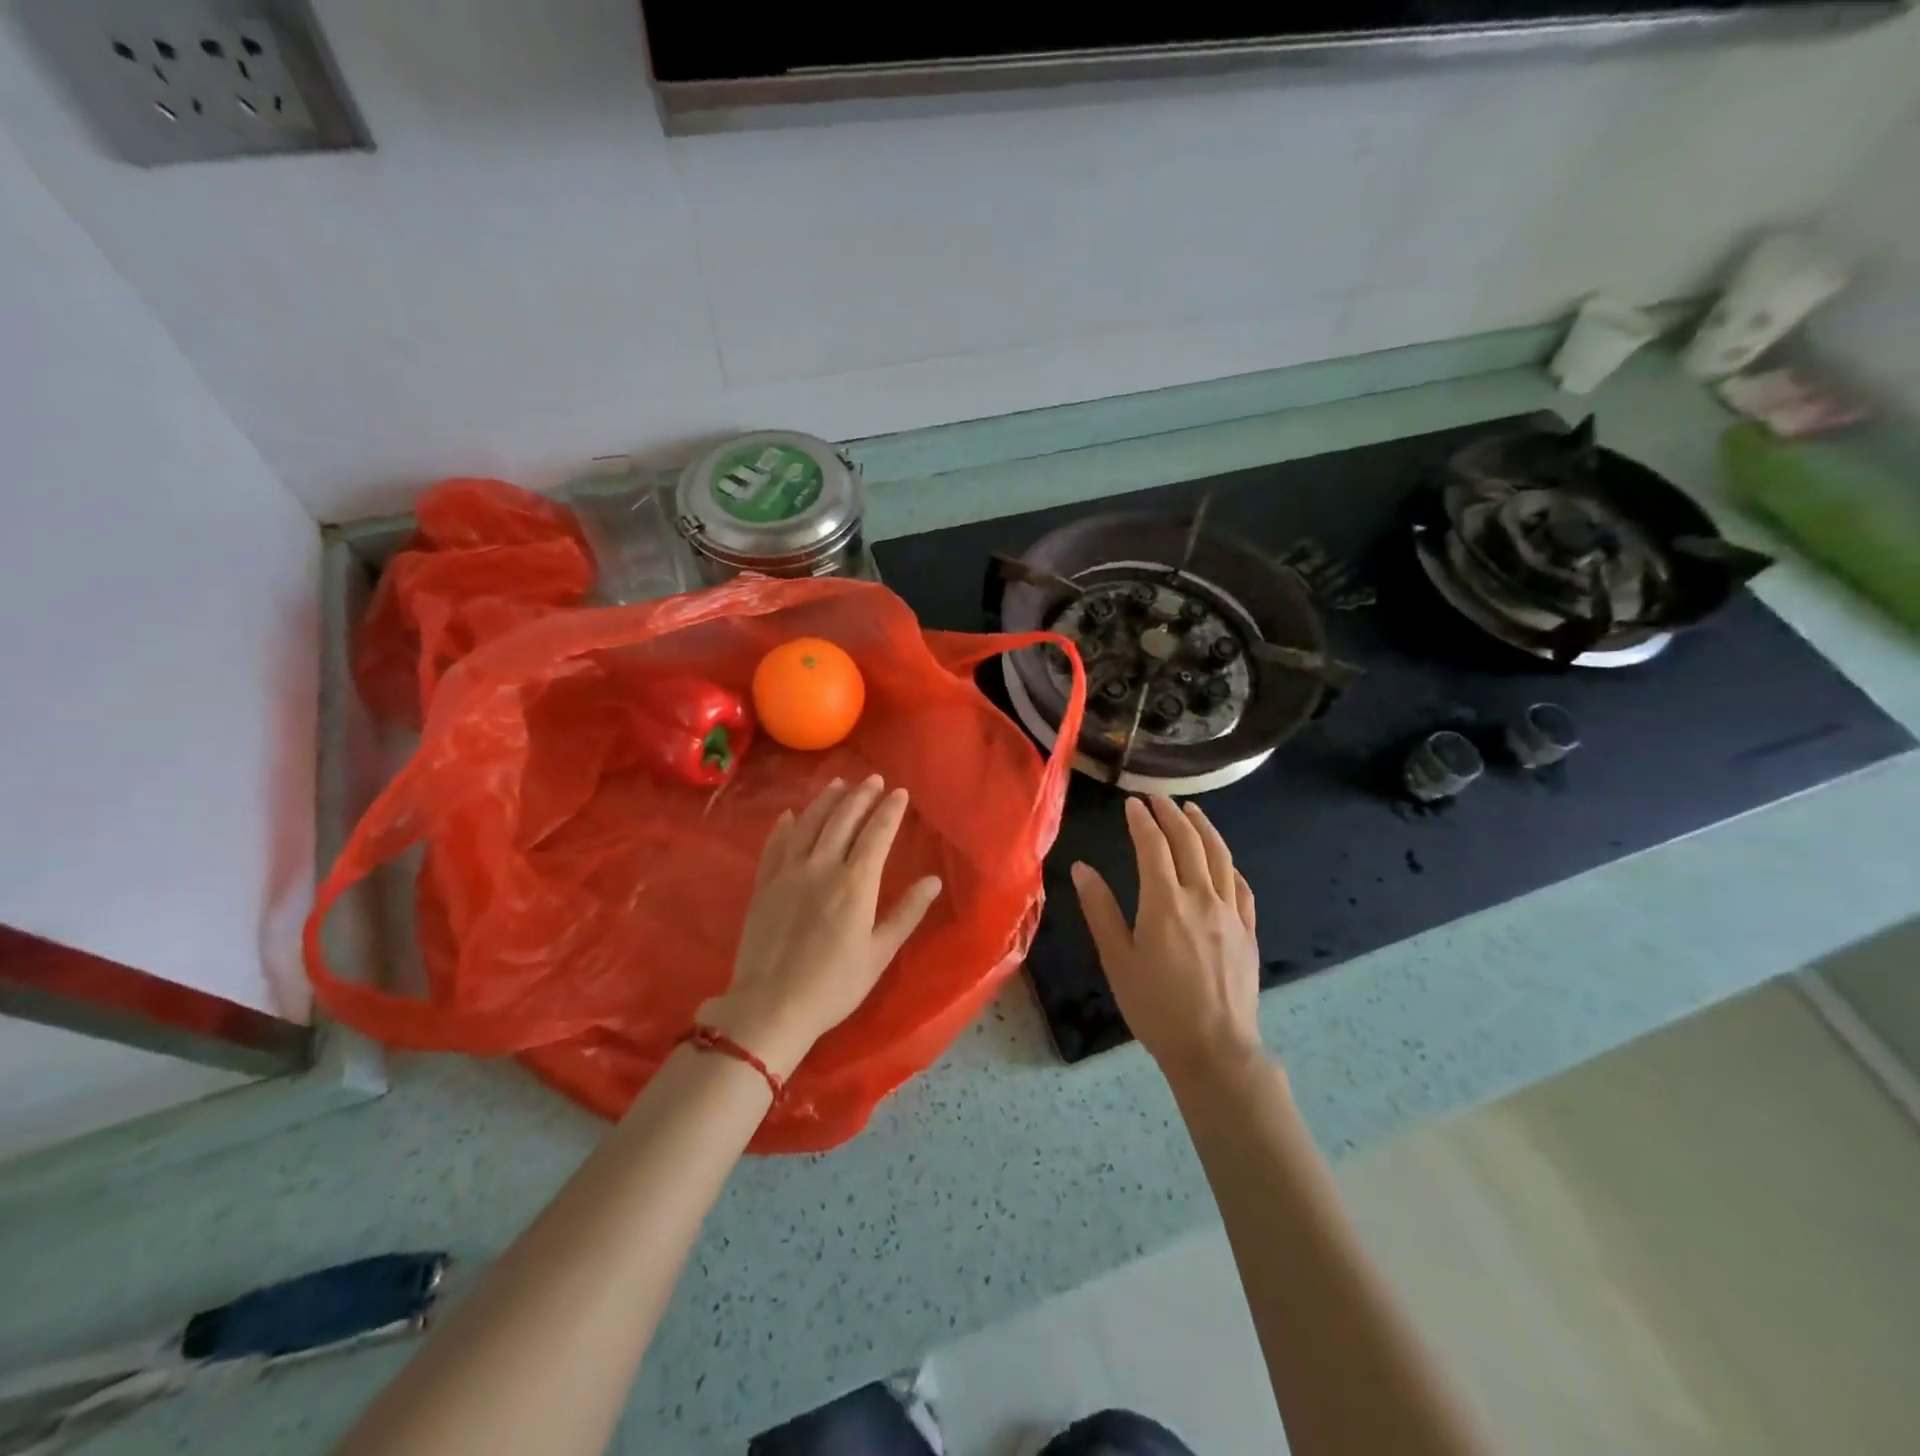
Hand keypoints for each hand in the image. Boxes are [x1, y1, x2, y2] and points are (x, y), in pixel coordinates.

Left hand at [701, 776, 943, 1078]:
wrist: (771, 1006)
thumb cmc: (834, 985)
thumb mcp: (879, 953)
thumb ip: (907, 913)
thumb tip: (933, 881)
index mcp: (855, 883)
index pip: (876, 834)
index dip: (889, 810)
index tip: (899, 792)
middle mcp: (822, 867)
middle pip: (843, 820)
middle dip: (861, 796)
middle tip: (873, 779)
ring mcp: (788, 872)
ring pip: (809, 824)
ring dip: (826, 801)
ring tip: (839, 784)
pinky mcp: (764, 884)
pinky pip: (775, 844)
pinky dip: (785, 825)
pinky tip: (791, 814)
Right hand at [1071, 796, 1263, 1080]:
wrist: (1214, 1049)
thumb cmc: (1155, 1006)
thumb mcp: (1117, 959)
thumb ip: (1100, 910)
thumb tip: (1082, 868)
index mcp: (1164, 902)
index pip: (1153, 846)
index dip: (1141, 821)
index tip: (1132, 803)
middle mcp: (1201, 897)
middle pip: (1189, 842)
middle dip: (1171, 814)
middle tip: (1157, 798)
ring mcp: (1230, 913)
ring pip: (1220, 857)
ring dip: (1205, 828)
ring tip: (1192, 810)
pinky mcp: (1248, 931)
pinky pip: (1241, 887)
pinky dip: (1230, 865)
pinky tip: (1224, 861)